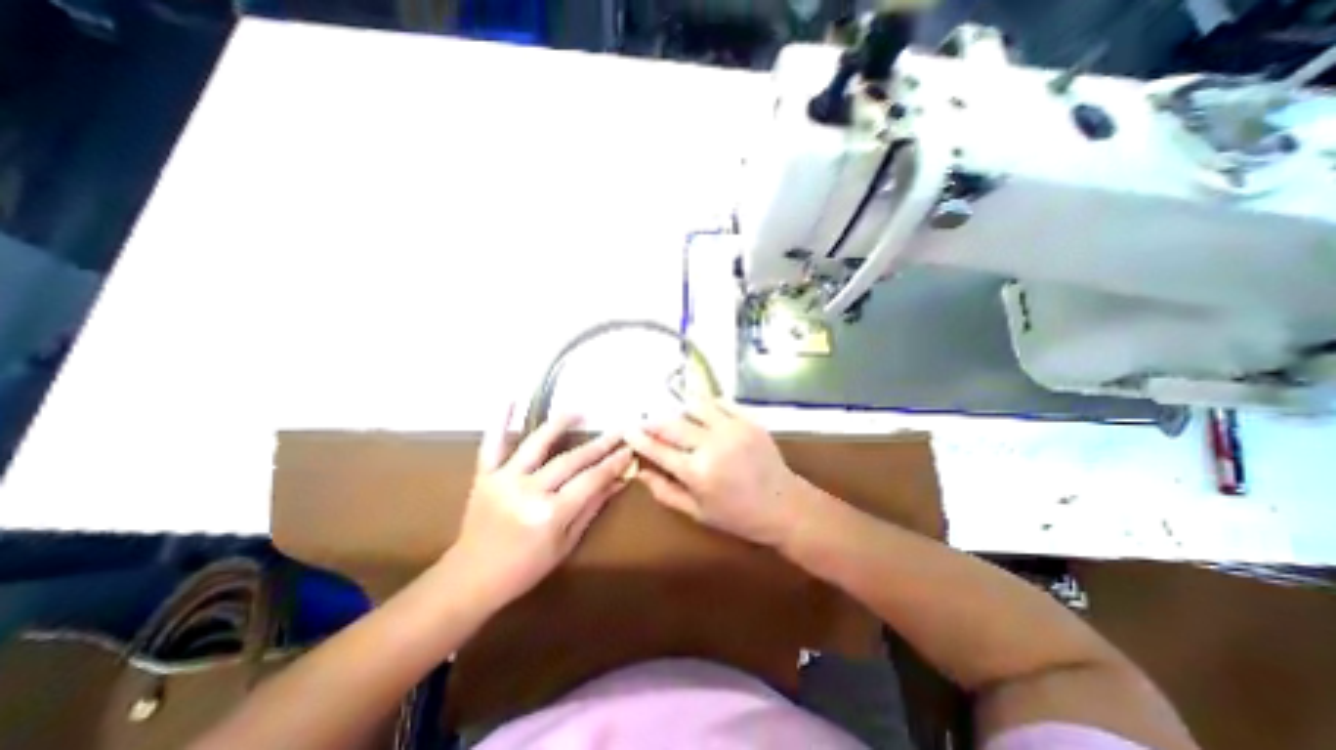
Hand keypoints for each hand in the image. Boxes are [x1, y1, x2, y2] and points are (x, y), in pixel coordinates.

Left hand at [446, 409, 632, 608]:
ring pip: (537, 444)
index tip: (630, 449)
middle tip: (619, 430)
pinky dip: (500, 421)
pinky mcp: (485, 476)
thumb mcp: (566, 543)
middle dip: (599, 445)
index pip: (591, 480)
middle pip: (571, 461)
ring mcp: (504, 480)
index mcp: (550, 514)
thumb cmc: (525, 568)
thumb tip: (618, 480)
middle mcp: (528, 492)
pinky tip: (510, 398)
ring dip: (560, 424)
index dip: (613, 464)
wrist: (470, 579)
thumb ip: (592, 507)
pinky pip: (492, 445)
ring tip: (579, 410)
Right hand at [625, 397, 807, 548]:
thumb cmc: (737, 516)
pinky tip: (702, 414)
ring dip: (679, 410)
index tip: (627, 429)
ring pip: (694, 405)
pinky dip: (705, 405)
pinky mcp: (748, 420)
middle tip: (646, 422)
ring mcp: (732, 428)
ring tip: (676, 419)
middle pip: (671, 423)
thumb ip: (665, 491)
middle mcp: (712, 445)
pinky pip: (719, 402)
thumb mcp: (697, 512)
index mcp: (697, 473)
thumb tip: (639, 471)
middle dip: (653, 421)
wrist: (784, 506)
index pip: (657, 449)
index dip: (638, 438)